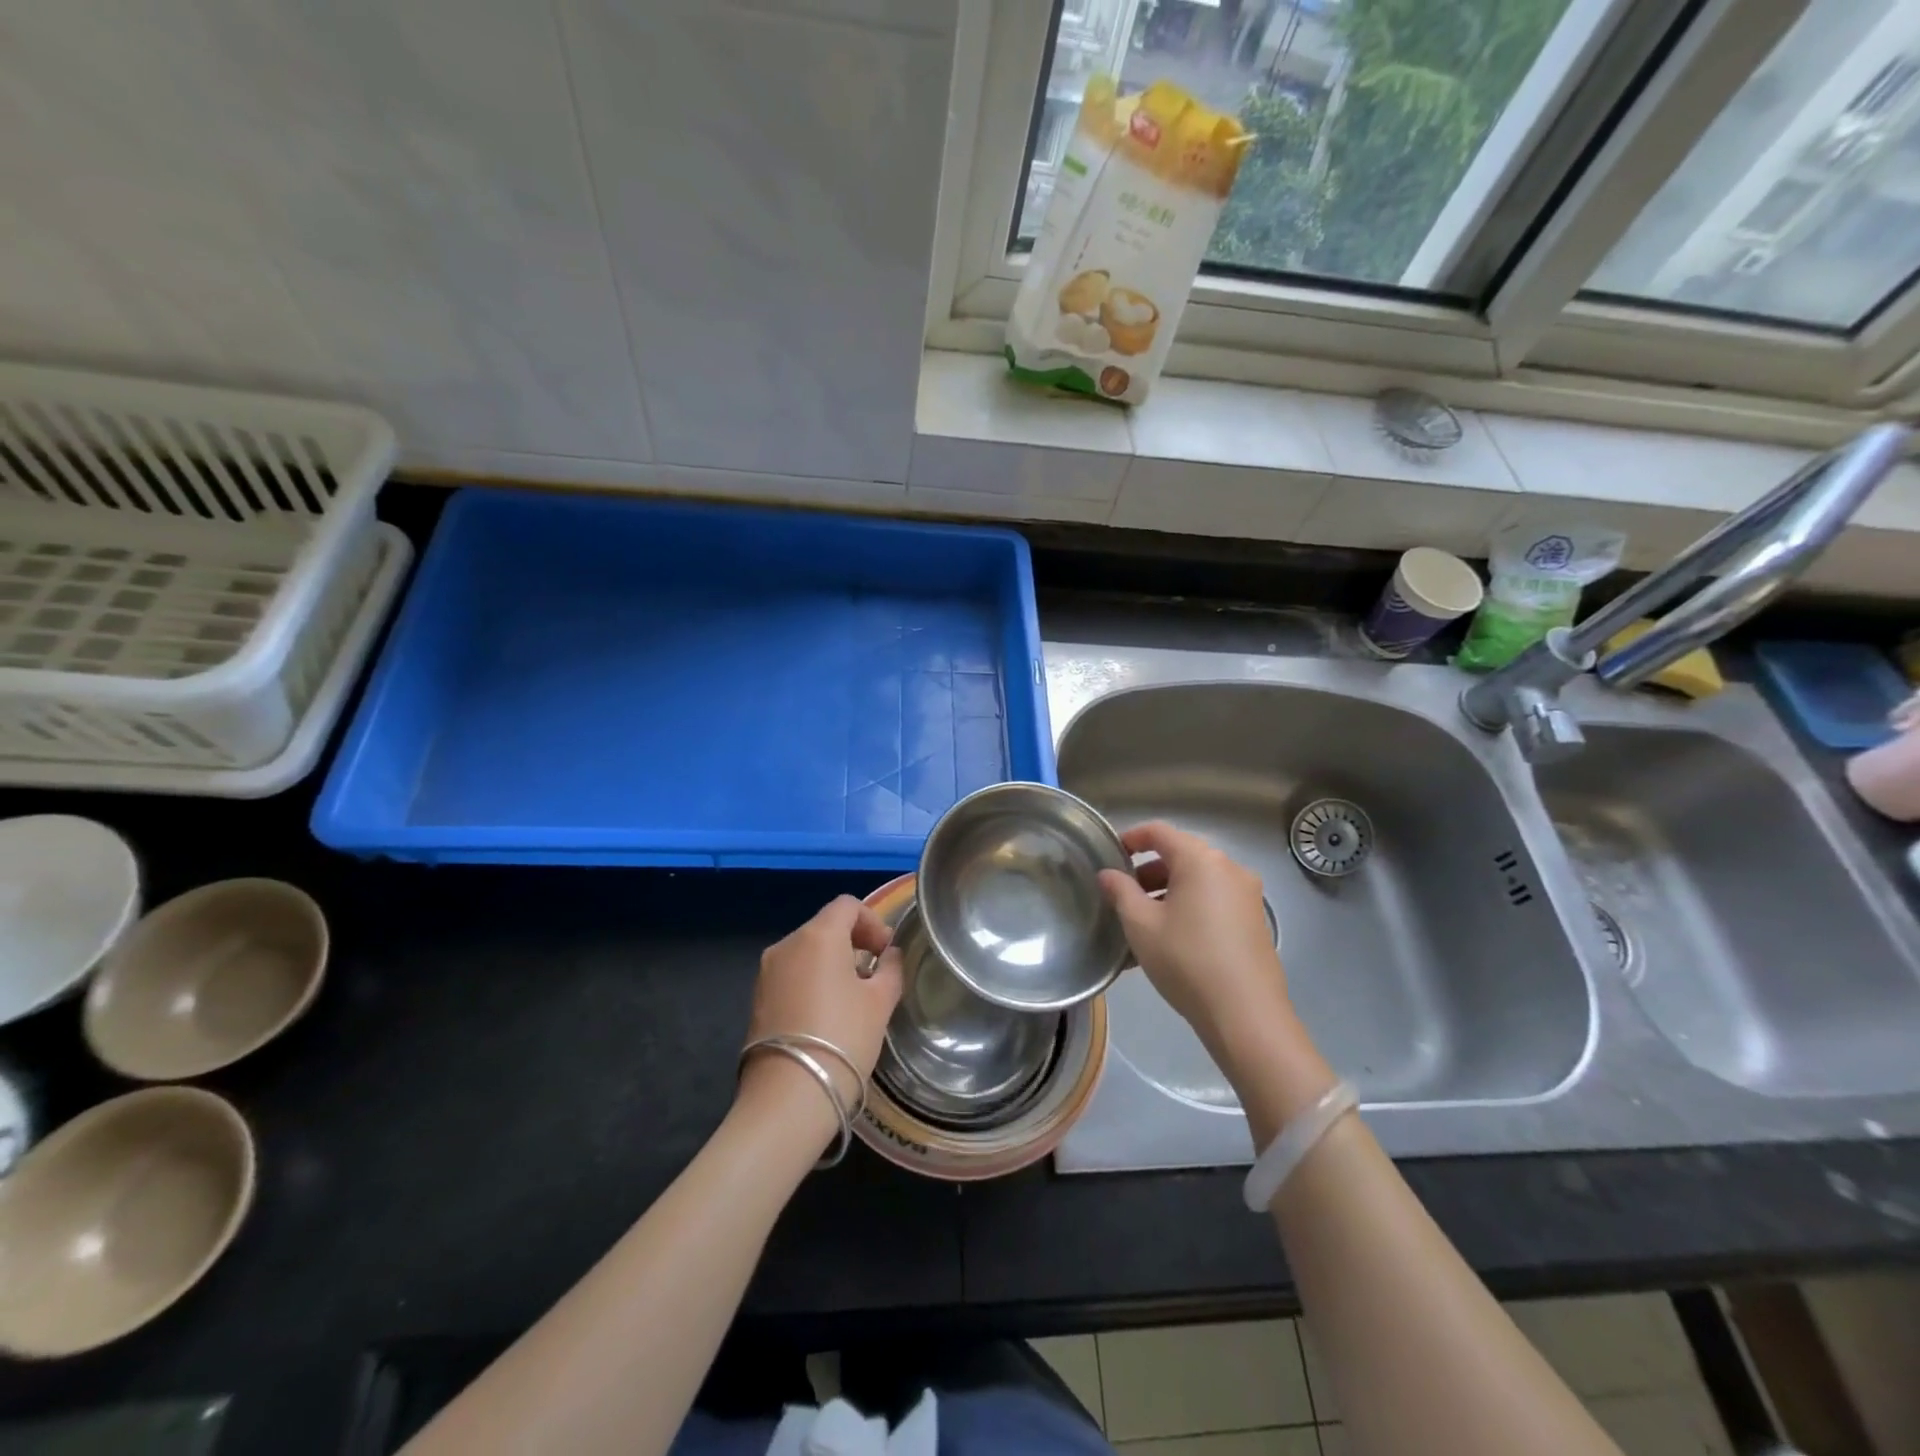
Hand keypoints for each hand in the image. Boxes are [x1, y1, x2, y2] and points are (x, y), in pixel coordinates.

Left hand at [739, 896, 902, 1135]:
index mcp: (818, 935)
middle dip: (853, 943)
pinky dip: (812, 982)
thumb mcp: (880, 1002)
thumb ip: (891, 969)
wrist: (788, 1096)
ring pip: (807, 952)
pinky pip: (791, 975)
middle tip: (875, 975)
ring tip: (853, 999)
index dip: (872, 921)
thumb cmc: (843, 1038)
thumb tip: (889, 956)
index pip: (847, 905)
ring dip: (832, 963)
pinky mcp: (757, 999)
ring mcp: (766, 972)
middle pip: (825, 927)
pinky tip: (827, 1015)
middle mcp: (787, 945)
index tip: (886, 952)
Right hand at [1097, 822, 1292, 1062]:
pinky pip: (1214, 901)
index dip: (1132, 838)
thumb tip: (1108, 874)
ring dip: (1168, 892)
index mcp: (1201, 860)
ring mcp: (1247, 895)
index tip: (1111, 854)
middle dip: (1149, 871)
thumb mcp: (1141, 925)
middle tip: (1123, 894)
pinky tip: (1171, 940)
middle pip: (1182, 855)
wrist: (1246, 1014)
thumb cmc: (1186, 960)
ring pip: (1198, 881)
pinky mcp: (1255, 921)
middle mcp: (1230, 868)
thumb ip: (1121, 892)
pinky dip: (1189, 907)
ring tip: (1143, 923)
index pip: (1160, 832)